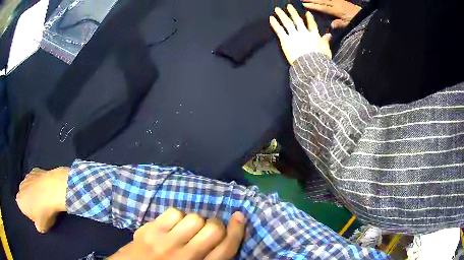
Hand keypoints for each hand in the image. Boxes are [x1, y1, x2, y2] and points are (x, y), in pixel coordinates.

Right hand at [16, 167, 68, 232]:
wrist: (52, 190)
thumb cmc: (44, 211)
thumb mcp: (41, 227)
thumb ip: (37, 226)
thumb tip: (39, 224)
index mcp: (19, 201)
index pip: (23, 210)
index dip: (31, 215)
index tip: (38, 218)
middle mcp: (20, 187)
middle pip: (26, 198)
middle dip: (32, 203)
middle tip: (43, 211)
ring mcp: (27, 176)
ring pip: (30, 188)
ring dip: (36, 193)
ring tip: (47, 201)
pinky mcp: (35, 170)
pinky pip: (37, 180)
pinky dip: (41, 184)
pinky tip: (48, 189)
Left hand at [109, 208, 245, 259]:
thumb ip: (207, 258)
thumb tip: (223, 240)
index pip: (226, 250)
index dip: (237, 232)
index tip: (240, 217)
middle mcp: (184, 257)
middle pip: (212, 229)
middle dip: (215, 225)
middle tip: (207, 229)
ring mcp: (164, 243)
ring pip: (193, 218)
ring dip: (194, 221)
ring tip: (186, 229)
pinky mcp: (149, 231)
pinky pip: (173, 213)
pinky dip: (177, 217)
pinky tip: (171, 226)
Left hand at [270, 5, 331, 64]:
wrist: (310, 65)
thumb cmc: (320, 60)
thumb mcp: (326, 50)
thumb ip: (326, 41)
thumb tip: (329, 35)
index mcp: (314, 36)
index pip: (312, 25)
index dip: (310, 19)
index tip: (307, 13)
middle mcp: (303, 33)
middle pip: (297, 20)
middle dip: (293, 13)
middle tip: (289, 6)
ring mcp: (294, 36)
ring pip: (287, 23)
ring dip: (282, 15)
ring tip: (277, 9)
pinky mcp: (286, 40)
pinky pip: (279, 30)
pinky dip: (275, 24)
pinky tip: (271, 18)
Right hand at [303, 0, 360, 24]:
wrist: (363, 14)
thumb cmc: (355, 21)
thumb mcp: (348, 25)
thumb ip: (339, 25)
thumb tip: (330, 25)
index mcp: (337, 10)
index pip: (323, 8)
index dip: (314, 6)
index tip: (304, 5)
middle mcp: (336, 4)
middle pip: (322, 1)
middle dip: (312, 0)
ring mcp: (338, 1)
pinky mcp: (340, 0)